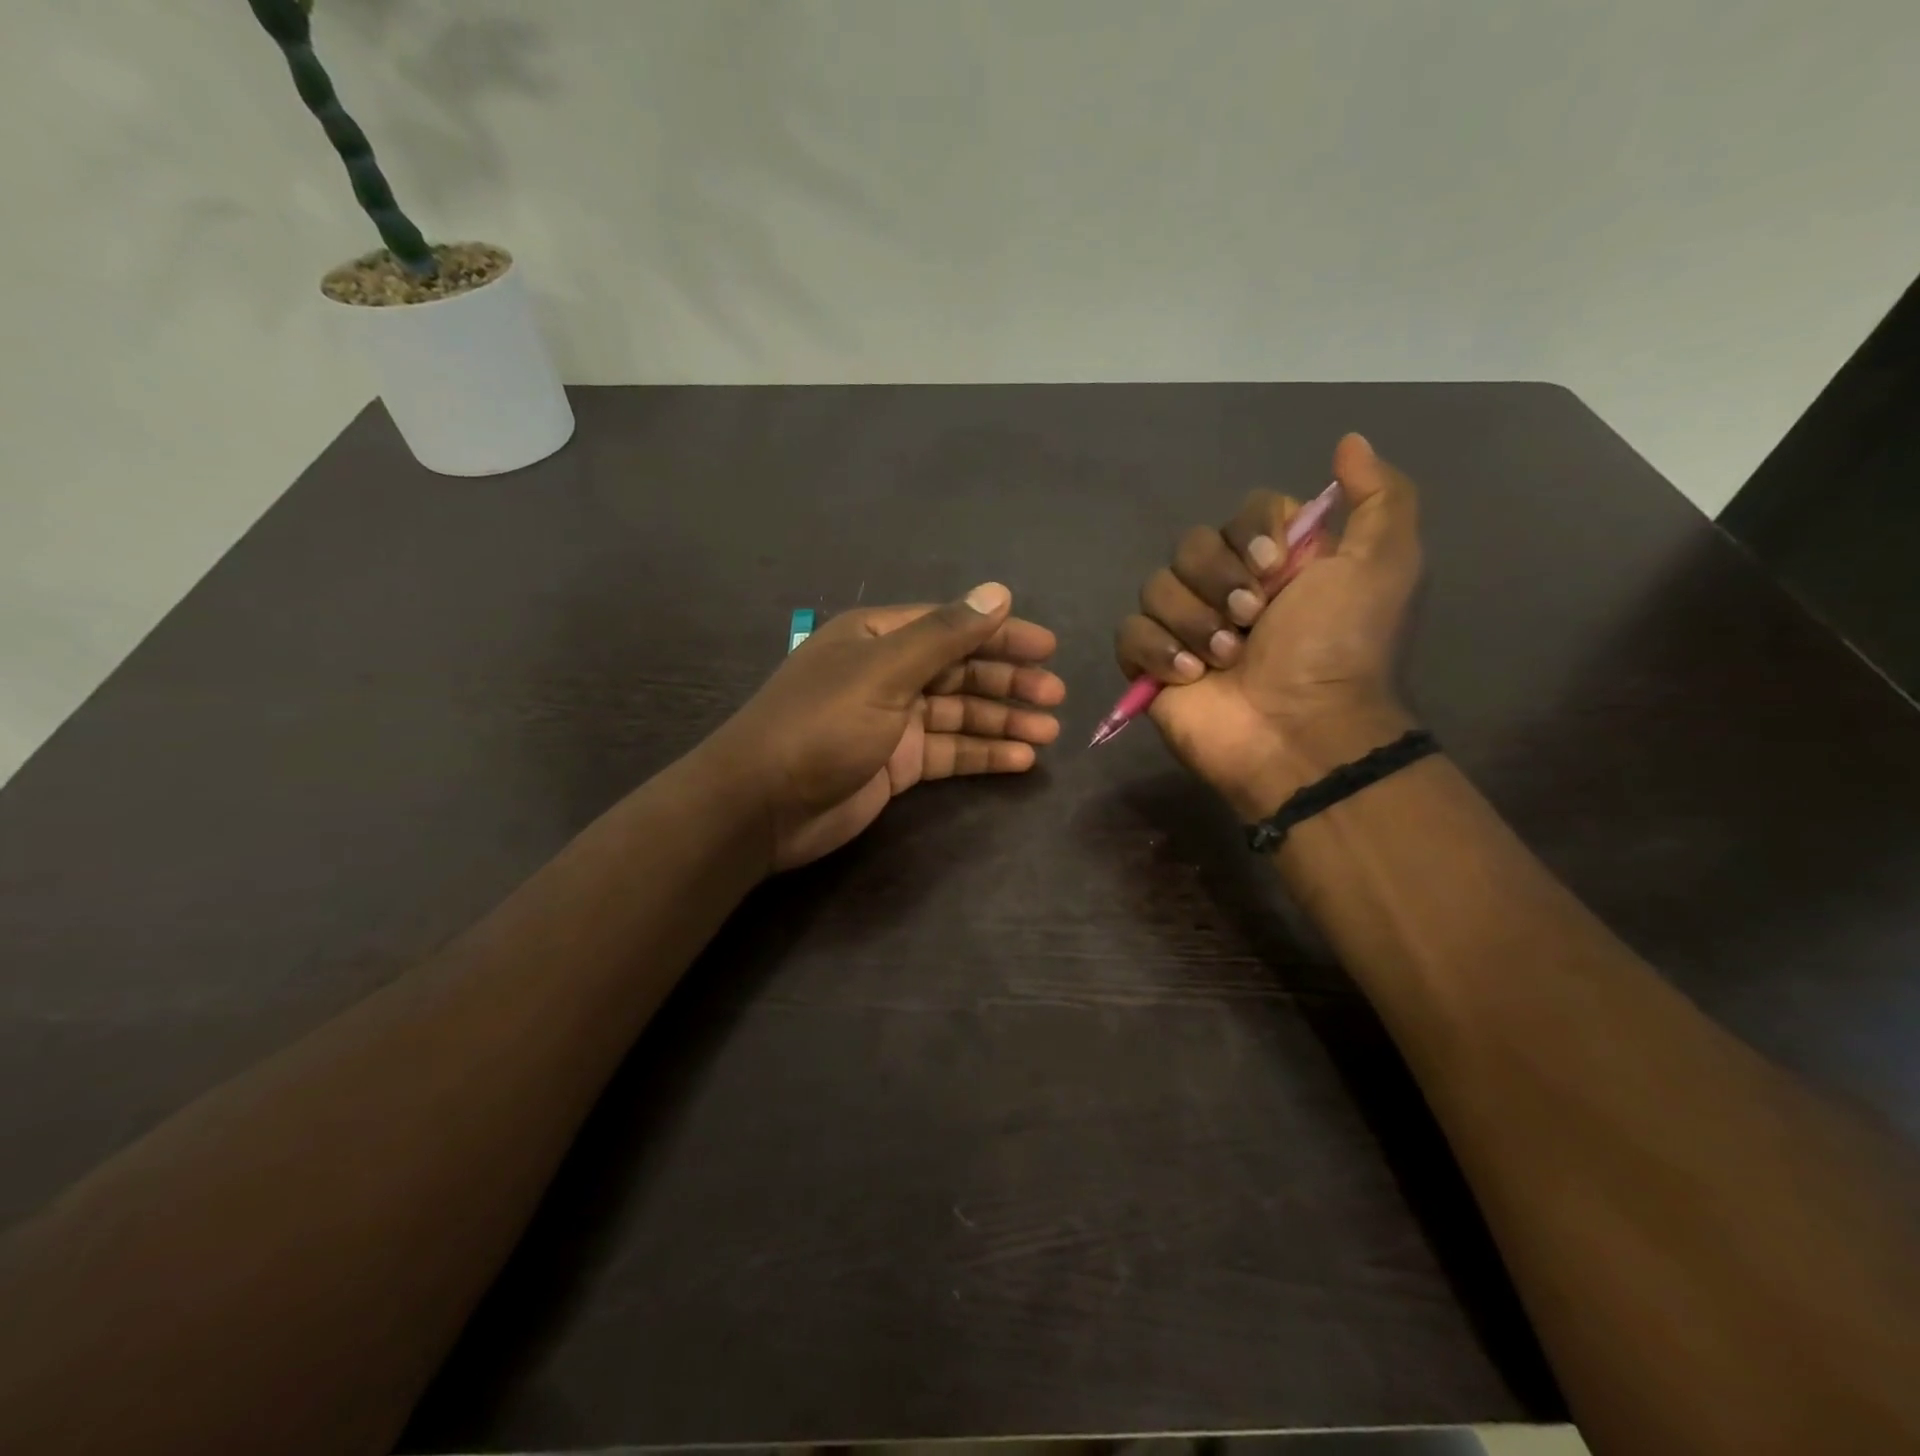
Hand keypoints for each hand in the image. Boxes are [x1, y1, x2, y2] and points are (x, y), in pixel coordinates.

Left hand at [710, 583, 1064, 869]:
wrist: (763, 805)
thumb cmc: (821, 725)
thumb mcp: (884, 671)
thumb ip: (944, 635)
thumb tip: (998, 592)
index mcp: (877, 638)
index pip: (951, 625)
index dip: (1000, 633)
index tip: (1048, 647)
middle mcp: (887, 673)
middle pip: (959, 670)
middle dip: (1008, 681)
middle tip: (1056, 695)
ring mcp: (892, 721)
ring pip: (959, 714)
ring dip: (1003, 720)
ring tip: (1049, 732)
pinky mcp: (896, 764)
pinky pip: (949, 751)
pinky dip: (983, 753)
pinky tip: (1020, 759)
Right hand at [1115, 434, 1421, 816]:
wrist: (1298, 731)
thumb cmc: (1339, 650)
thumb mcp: (1384, 566)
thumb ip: (1380, 497)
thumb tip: (1349, 440)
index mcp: (1276, 564)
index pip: (1241, 515)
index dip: (1250, 535)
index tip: (1274, 569)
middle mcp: (1227, 589)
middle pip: (1191, 546)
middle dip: (1219, 582)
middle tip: (1251, 621)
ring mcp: (1185, 628)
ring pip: (1156, 587)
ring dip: (1194, 622)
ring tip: (1225, 660)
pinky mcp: (1150, 665)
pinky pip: (1130, 632)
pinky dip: (1157, 651)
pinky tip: (1190, 676)